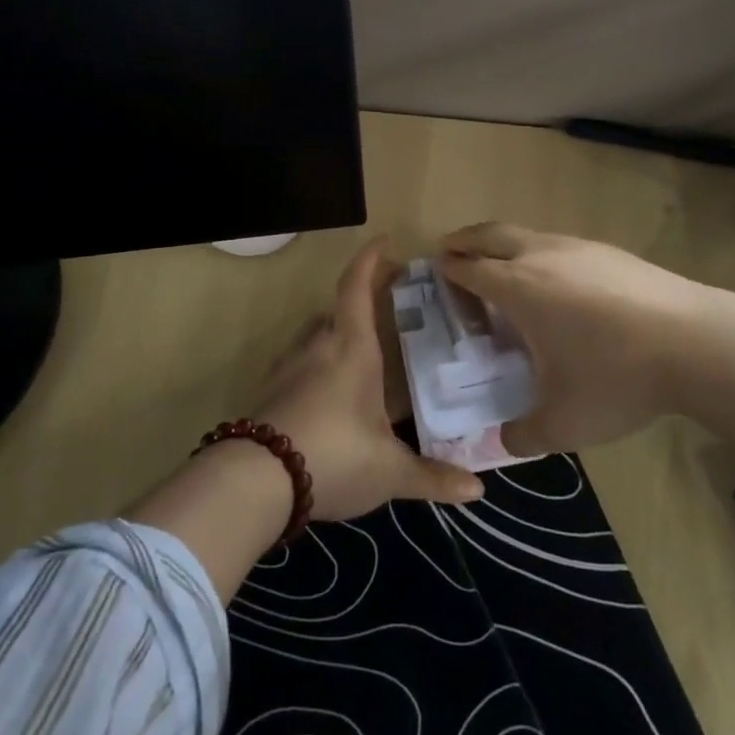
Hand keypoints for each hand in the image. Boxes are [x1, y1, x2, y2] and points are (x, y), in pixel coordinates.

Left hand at [259, 238, 484, 522]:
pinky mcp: (268, 392)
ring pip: (313, 335)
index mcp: (352, 348)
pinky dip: (314, 364)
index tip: (384, 242)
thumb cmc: (335, 456)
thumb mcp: (390, 471)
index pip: (357, 288)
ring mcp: (287, 368)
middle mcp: (318, 347)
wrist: (256, 481)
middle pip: (336, 309)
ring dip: (335, 332)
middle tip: (385, 306)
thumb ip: (432, 476)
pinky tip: (325, 390)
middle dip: (360, 300)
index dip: (370, 260)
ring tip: (358, 350)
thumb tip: (477, 491)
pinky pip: (296, 363)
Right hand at [439, 222, 731, 457]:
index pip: (468, 268)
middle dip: (465, 240)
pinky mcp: (611, 252)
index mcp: (518, 287)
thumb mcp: (564, 423)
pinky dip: (539, 253)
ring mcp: (580, 248)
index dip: (447, 270)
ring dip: (504, 244)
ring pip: (528, 234)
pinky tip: (557, 282)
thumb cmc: (617, 377)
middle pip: (491, 234)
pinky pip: (559, 244)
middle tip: (450, 251)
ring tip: (502, 268)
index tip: (434, 274)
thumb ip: (524, 435)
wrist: (697, 342)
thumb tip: (506, 441)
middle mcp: (542, 256)